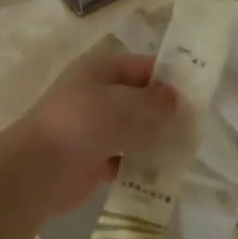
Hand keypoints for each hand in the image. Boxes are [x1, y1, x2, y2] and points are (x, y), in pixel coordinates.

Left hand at [10, 46, 178, 215]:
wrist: (40, 168)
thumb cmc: (84, 122)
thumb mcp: (125, 103)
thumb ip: (155, 100)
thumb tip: (175, 98)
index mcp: (100, 71)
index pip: (142, 66)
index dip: (169, 78)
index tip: (197, 95)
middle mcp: (96, 95)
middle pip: (139, 99)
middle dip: (165, 112)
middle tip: (195, 125)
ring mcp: (93, 128)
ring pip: (133, 130)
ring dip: (155, 139)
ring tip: (185, 149)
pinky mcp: (93, 159)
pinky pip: (124, 158)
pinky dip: (140, 164)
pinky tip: (162, 172)